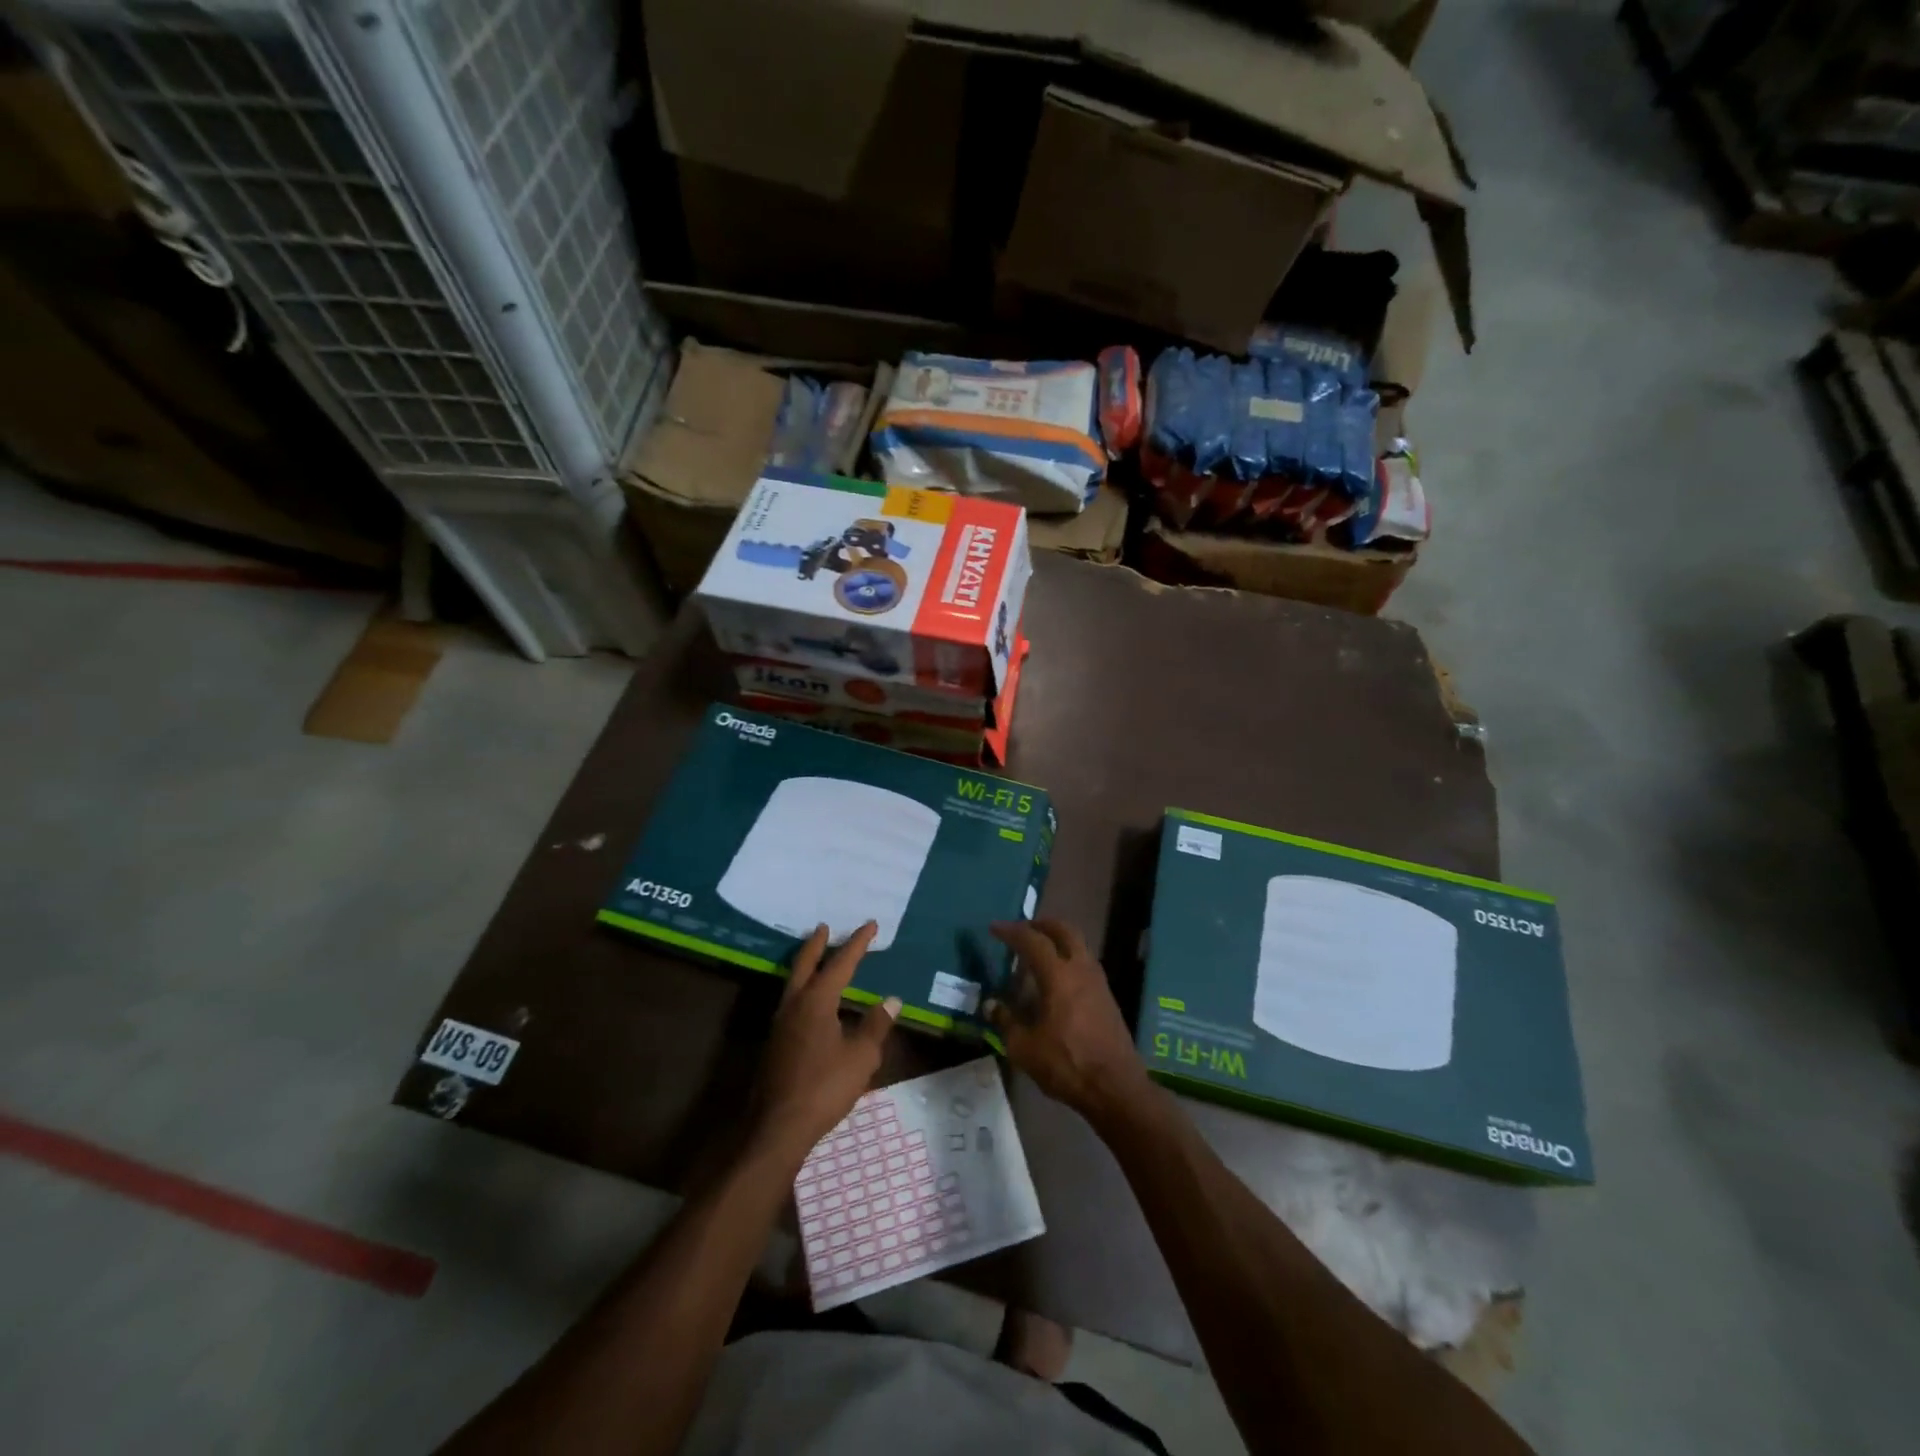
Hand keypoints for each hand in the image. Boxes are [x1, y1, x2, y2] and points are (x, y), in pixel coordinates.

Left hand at [750, 922, 898, 1165]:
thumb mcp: (861, 1057)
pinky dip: (803, 989)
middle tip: (824, 927)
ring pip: (794, 982)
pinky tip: (812, 1003)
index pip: (841, 963)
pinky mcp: (775, 1043)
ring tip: (818, 958)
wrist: (777, 1127)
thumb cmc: (824, 1087)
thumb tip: (891, 1000)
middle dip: (817, 944)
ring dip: (806, 965)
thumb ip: (876, 1025)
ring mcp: (780, 1024)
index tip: (871, 925)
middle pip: (805, 964)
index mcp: (817, 1001)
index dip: (857, 943)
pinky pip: (791, 1002)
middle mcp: (794, 1004)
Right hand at [986, 919, 1149, 1125]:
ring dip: (1059, 939)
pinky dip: (1069, 957)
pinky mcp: (1107, 997)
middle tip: (1023, 929)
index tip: (995, 928)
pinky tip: (1058, 977)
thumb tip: (991, 1005)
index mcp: (1058, 976)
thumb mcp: (1025, 1048)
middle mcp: (1081, 969)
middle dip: (1042, 924)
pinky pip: (1085, 962)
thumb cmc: (1067, 1064)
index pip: (1032, 941)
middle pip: (1064, 930)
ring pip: (1079, 945)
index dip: (1012, 931)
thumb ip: (1006, 1022)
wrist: (1116, 1087)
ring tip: (1039, 950)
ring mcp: (1098, 982)